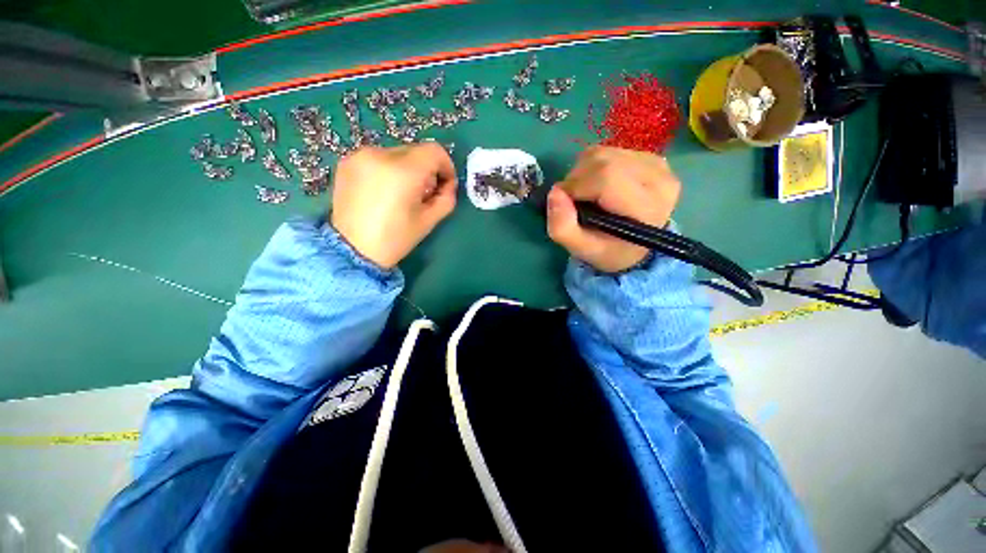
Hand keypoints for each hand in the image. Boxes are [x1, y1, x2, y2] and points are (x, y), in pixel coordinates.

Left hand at [331, 144, 456, 268]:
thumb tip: (448, 184)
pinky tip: (383, 192)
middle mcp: (380, 155)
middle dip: (426, 170)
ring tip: (402, 194)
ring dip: (407, 170)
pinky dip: (388, 170)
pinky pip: (378, 159)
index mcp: (403, 172)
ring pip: (397, 154)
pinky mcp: (347, 161)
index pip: (434, 151)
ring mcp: (360, 156)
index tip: (444, 184)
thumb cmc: (395, 239)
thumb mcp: (429, 221)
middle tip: (424, 194)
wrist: (352, 250)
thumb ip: (446, 198)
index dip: (446, 166)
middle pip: (416, 151)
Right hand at [546, 146, 680, 272]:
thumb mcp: (581, 249)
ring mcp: (657, 164)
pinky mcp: (649, 157)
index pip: (606, 177)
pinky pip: (609, 150)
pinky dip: (593, 166)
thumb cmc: (608, 250)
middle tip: (574, 201)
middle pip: (603, 161)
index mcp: (647, 207)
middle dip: (576, 178)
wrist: (634, 248)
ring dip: (583, 172)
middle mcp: (660, 180)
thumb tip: (555, 192)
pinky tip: (598, 185)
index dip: (575, 186)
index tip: (565, 203)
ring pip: (603, 152)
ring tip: (585, 195)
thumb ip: (562, 227)